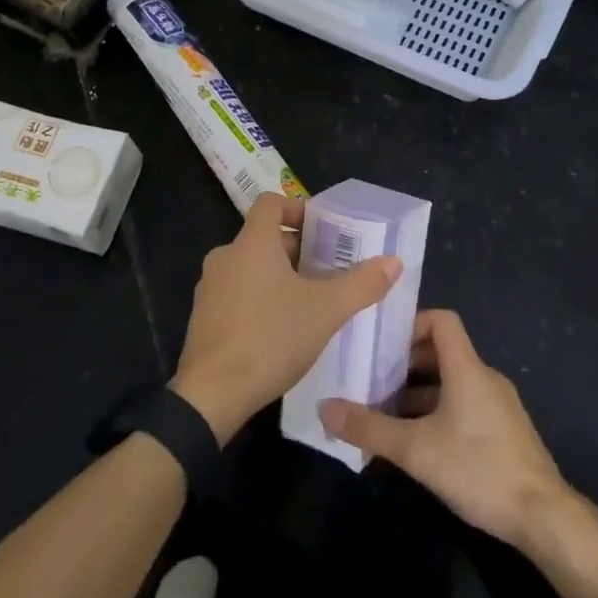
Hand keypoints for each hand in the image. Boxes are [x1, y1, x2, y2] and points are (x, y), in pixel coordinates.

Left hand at [171, 192, 401, 443]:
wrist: (213, 394)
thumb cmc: (271, 339)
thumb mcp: (326, 311)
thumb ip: (362, 284)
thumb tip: (393, 261)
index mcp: (251, 243)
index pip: (271, 203)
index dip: (298, 210)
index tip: (324, 231)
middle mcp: (225, 256)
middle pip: (263, 237)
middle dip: (297, 250)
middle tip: (329, 271)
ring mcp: (210, 287)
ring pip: (250, 267)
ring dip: (279, 276)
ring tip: (310, 301)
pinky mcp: (204, 316)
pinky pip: (236, 292)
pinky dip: (259, 297)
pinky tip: (281, 328)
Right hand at [319, 309, 568, 547]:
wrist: (544, 518)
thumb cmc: (479, 469)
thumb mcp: (415, 450)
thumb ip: (369, 428)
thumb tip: (324, 407)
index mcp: (467, 369)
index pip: (442, 321)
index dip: (411, 324)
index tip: (381, 343)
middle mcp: (484, 378)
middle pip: (441, 352)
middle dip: (404, 364)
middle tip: (370, 379)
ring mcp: (497, 405)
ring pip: (451, 382)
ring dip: (418, 392)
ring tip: (384, 412)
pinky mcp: (503, 431)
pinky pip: (464, 405)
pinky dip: (437, 411)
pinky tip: (416, 441)